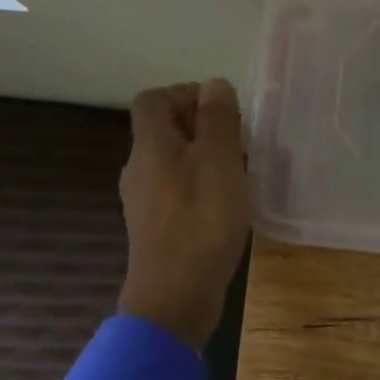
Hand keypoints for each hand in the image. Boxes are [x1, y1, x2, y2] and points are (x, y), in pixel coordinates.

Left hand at [118, 79, 250, 350]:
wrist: (175, 295)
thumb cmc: (201, 223)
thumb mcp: (220, 164)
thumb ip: (218, 121)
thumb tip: (214, 84)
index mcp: (151, 146)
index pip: (154, 100)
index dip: (185, 94)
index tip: (224, 109)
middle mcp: (140, 169)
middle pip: (162, 131)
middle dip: (200, 126)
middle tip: (240, 141)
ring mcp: (145, 202)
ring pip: (171, 163)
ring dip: (202, 158)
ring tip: (239, 173)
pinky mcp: (157, 229)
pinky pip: (177, 192)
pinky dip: (199, 187)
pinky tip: (225, 206)